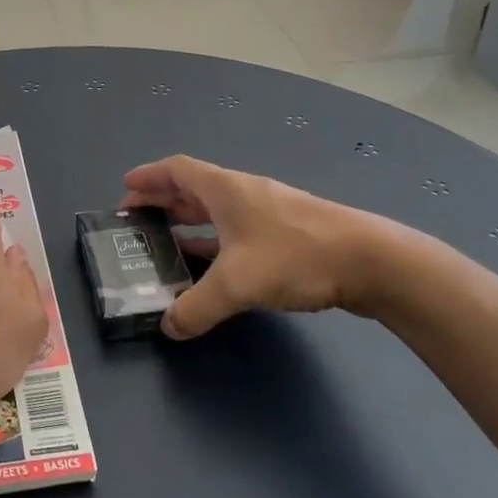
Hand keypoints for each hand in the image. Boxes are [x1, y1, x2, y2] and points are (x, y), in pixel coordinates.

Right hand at [121, 156, 410, 338]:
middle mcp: (244, 195)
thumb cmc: (297, 256)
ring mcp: (267, 214)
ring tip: (161, 242)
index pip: (177, 170)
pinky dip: (212, 242)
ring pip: (215, 212)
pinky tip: (206, 265)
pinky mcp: (285, 236)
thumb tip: (169, 327)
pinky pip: (234, 232)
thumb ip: (197, 307)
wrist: (372, 261)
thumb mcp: (238, 283)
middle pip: (193, 190)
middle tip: (134, 220)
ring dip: (186, 222)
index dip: (148, 177)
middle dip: (161, 201)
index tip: (124, 189)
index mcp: (226, 190)